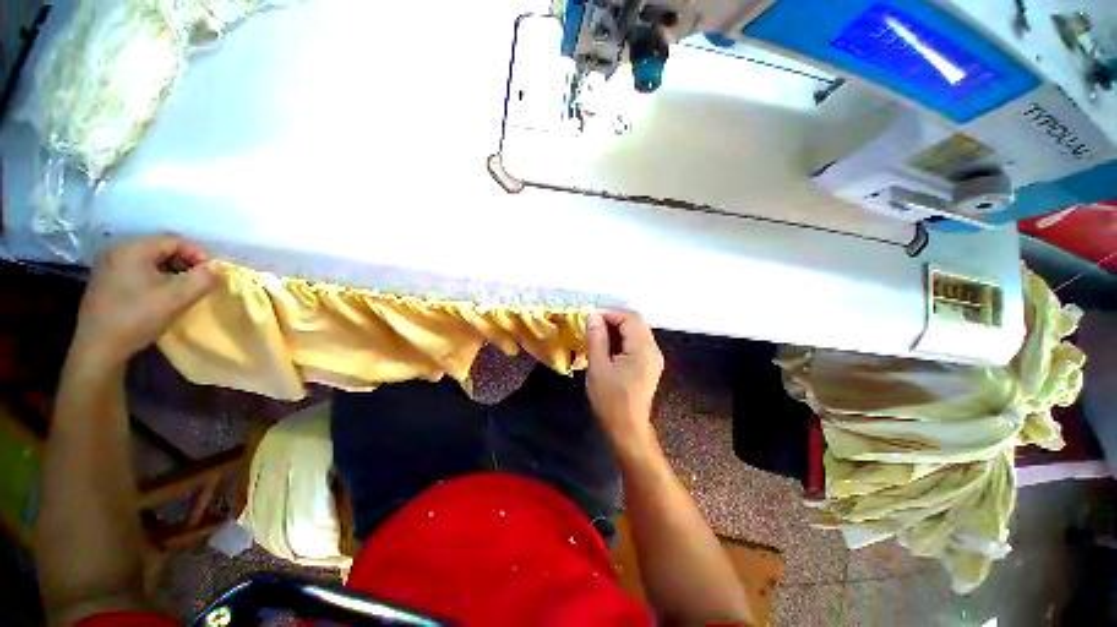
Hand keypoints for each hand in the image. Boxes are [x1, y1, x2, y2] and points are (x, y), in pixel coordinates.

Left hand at [73, 236, 217, 364]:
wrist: (98, 346)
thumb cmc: (138, 318)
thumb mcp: (177, 299)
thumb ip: (203, 279)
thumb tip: (216, 268)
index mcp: (134, 248)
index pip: (175, 240)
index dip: (198, 254)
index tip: (209, 275)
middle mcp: (118, 249)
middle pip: (161, 247)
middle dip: (184, 262)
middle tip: (197, 282)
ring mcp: (108, 264)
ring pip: (149, 258)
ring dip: (170, 270)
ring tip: (179, 289)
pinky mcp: (105, 278)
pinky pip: (136, 268)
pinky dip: (153, 276)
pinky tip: (157, 294)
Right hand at [585, 310, 663, 455]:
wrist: (627, 429)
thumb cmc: (610, 400)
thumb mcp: (598, 367)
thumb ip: (596, 338)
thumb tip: (593, 315)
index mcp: (643, 349)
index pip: (630, 318)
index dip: (609, 314)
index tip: (589, 319)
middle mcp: (653, 350)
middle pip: (635, 322)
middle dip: (612, 320)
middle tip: (591, 327)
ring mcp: (653, 358)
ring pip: (636, 332)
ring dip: (616, 330)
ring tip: (596, 337)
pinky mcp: (649, 365)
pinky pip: (636, 343)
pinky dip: (621, 340)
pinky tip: (607, 348)